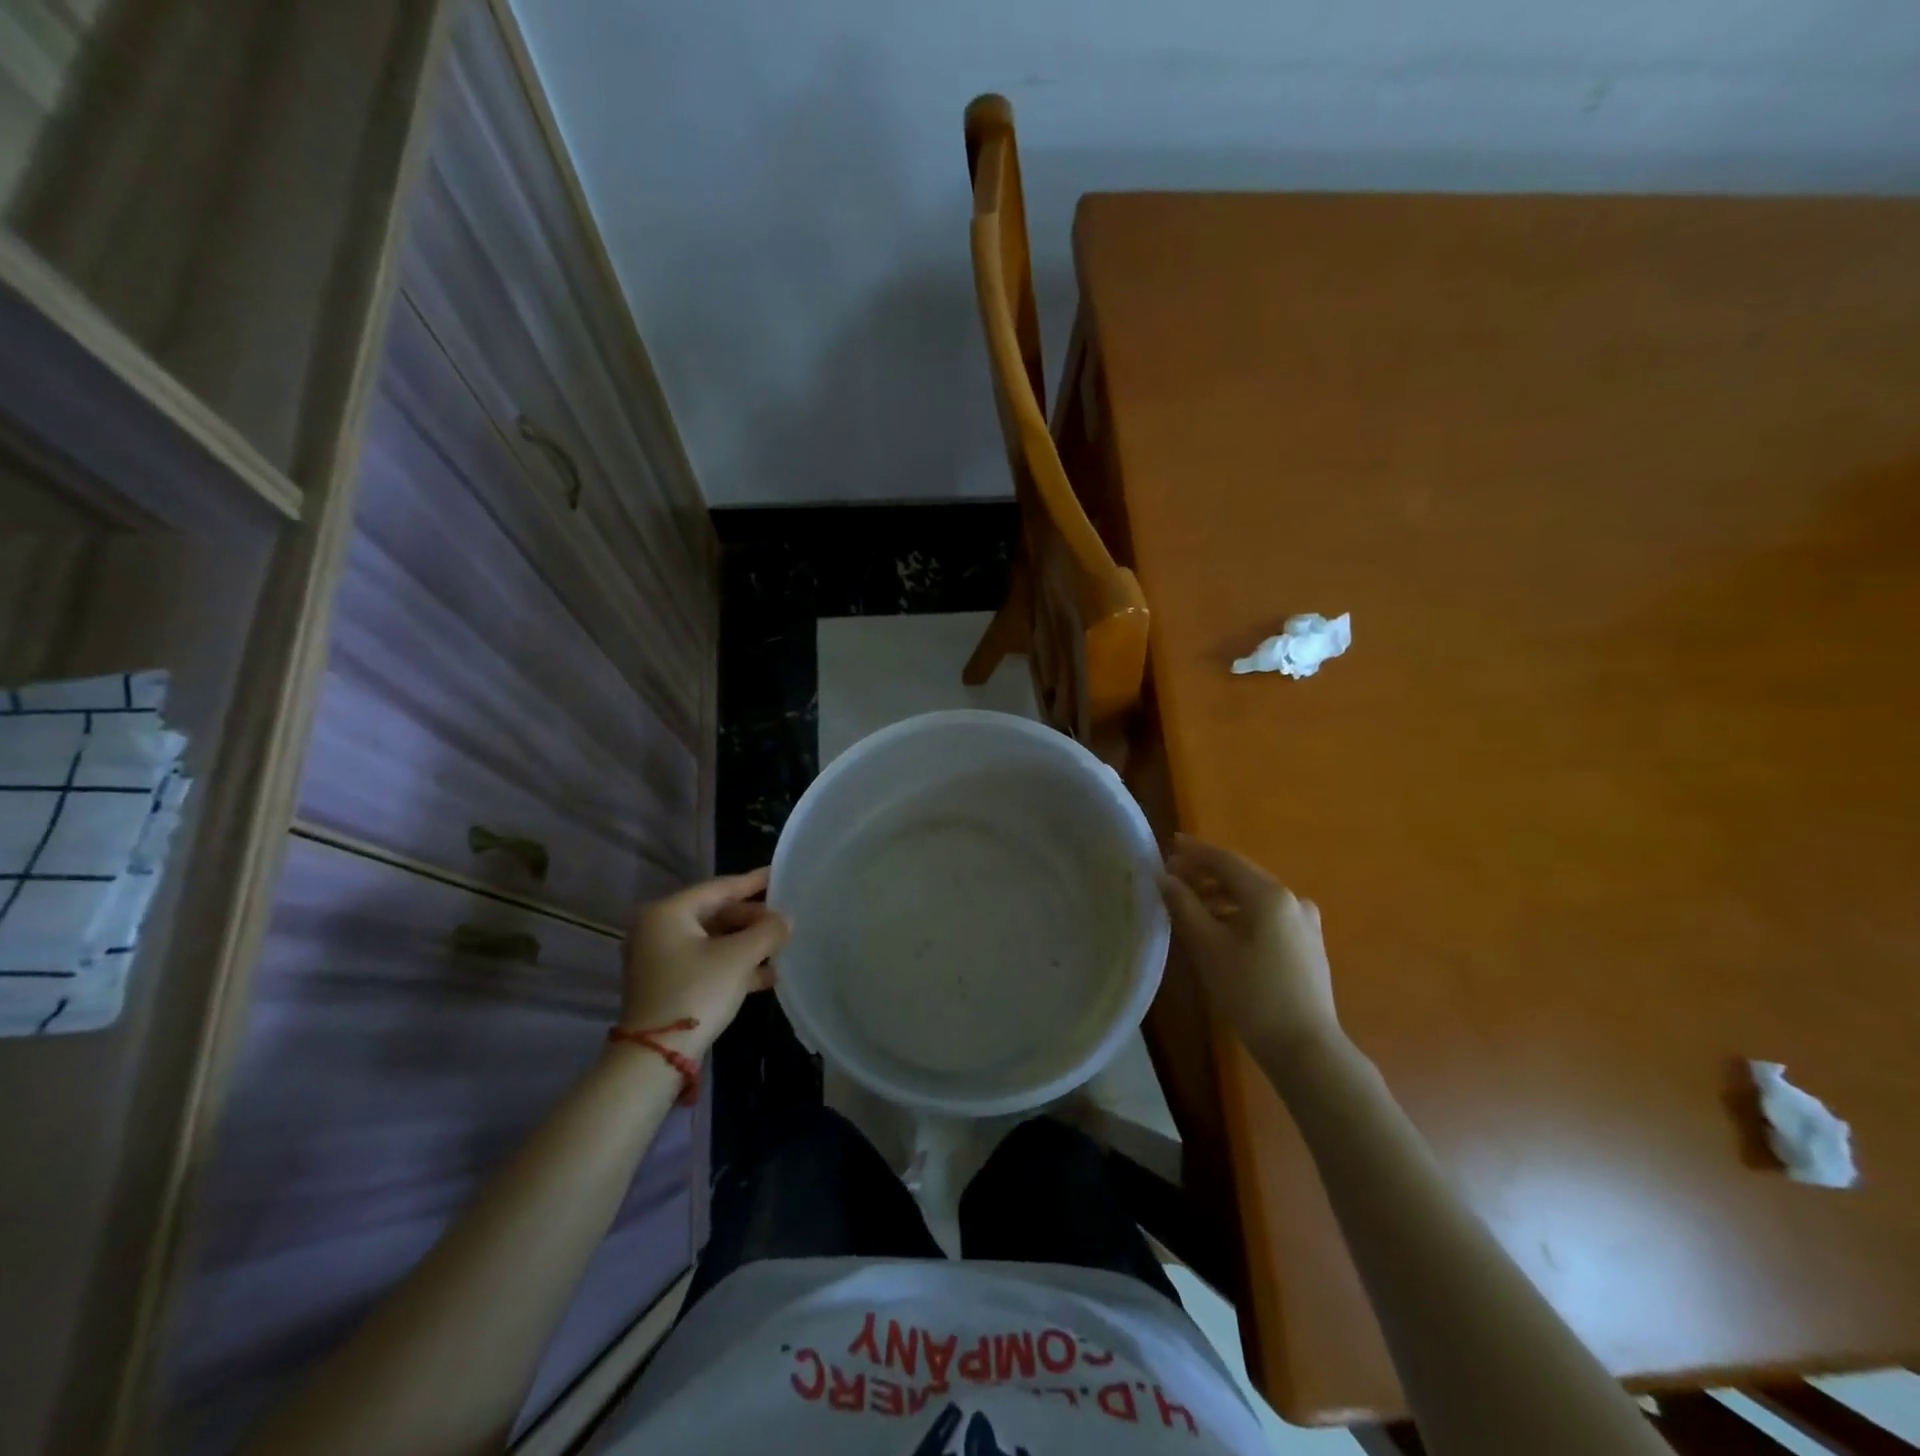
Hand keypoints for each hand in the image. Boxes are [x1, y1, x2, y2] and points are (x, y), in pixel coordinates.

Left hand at [619, 868, 789, 1059]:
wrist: (655, 1057)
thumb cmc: (696, 993)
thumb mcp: (738, 958)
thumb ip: (767, 931)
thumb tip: (786, 918)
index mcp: (668, 912)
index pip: (720, 888)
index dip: (754, 882)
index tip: (781, 874)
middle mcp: (658, 929)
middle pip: (716, 914)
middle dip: (753, 919)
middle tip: (786, 921)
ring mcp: (660, 958)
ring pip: (713, 940)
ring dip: (747, 944)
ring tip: (782, 947)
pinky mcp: (667, 984)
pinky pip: (706, 962)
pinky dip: (733, 965)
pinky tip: (766, 975)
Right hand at [1158, 834, 1341, 1057]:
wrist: (1305, 1047)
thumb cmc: (1251, 993)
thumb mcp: (1208, 948)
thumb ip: (1184, 906)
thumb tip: (1164, 877)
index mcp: (1268, 895)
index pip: (1225, 860)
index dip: (1194, 852)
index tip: (1169, 845)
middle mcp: (1291, 899)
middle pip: (1241, 875)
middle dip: (1206, 873)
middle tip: (1174, 878)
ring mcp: (1305, 922)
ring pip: (1255, 897)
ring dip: (1222, 895)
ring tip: (1193, 906)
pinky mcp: (1308, 944)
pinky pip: (1268, 915)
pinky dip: (1241, 913)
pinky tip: (1223, 930)